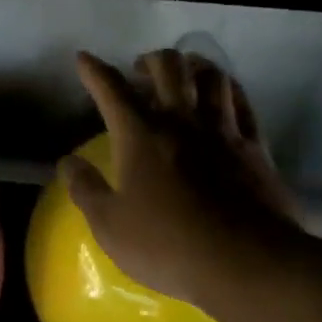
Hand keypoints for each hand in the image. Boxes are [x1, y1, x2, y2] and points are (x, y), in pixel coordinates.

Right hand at [62, 49, 305, 305]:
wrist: (246, 262)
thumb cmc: (168, 245)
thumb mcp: (110, 226)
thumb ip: (85, 189)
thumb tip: (67, 162)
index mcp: (141, 135)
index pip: (111, 89)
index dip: (94, 70)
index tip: (84, 58)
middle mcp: (182, 121)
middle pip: (168, 67)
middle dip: (150, 60)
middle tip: (140, 71)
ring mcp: (223, 130)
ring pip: (211, 77)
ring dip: (194, 67)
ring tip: (185, 75)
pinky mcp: (255, 147)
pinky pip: (243, 103)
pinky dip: (229, 91)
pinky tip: (224, 96)